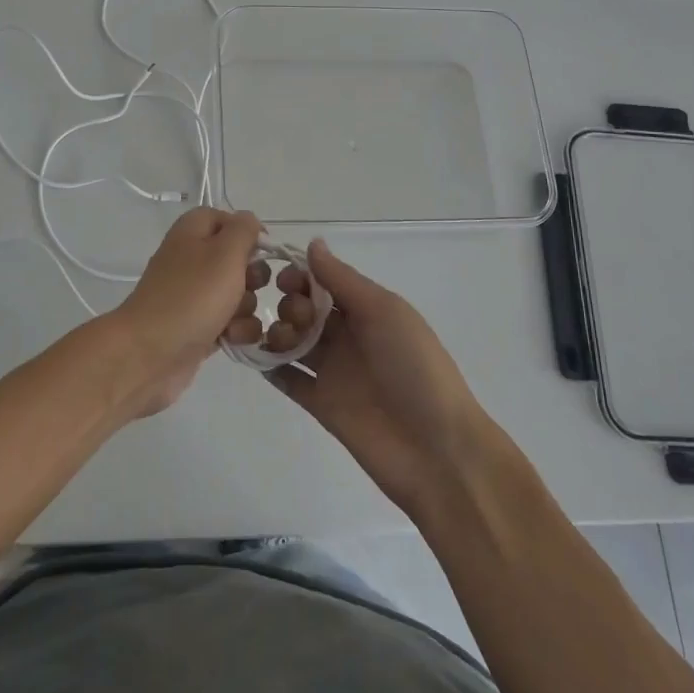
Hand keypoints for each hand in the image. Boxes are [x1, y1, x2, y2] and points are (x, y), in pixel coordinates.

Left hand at [105, 208, 266, 417]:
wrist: (150, 354)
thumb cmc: (192, 296)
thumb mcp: (225, 252)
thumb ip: (244, 229)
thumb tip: (250, 222)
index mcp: (192, 232)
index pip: (226, 218)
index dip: (248, 231)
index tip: (264, 249)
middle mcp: (192, 259)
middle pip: (237, 259)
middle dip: (252, 276)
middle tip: (248, 286)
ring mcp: (194, 295)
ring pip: (238, 293)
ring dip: (246, 307)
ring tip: (234, 321)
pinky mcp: (198, 326)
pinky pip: (230, 322)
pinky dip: (236, 330)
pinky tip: (231, 338)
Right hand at [262, 240, 500, 516]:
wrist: (436, 449)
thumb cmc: (414, 367)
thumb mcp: (384, 312)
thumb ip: (343, 279)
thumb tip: (313, 244)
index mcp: (368, 310)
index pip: (326, 282)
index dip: (302, 276)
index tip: (284, 279)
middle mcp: (349, 336)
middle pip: (306, 309)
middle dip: (290, 304)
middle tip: (297, 319)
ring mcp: (334, 371)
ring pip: (293, 342)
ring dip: (277, 333)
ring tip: (281, 342)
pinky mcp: (321, 404)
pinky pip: (288, 379)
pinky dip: (270, 367)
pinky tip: (257, 358)